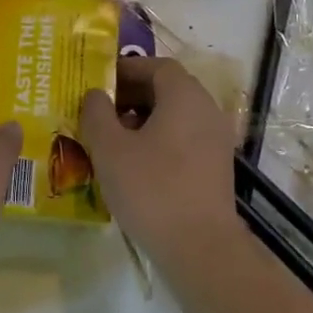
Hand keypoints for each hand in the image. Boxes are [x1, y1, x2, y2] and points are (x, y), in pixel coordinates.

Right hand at [80, 58, 237, 258]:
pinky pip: (184, 138)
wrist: (200, 247)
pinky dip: (159, 139)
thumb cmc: (152, 188)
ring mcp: (216, 140)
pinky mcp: (216, 166)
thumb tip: (95, 94)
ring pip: (176, 115)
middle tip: (100, 109)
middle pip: (168, 89)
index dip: (126, 69)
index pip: (156, 66)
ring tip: (112, 138)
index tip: (98, 81)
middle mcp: (206, 110)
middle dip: (131, 94)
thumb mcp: (110, 148)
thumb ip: (97, 113)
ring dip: (143, 119)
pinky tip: (135, 163)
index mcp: (185, 96)